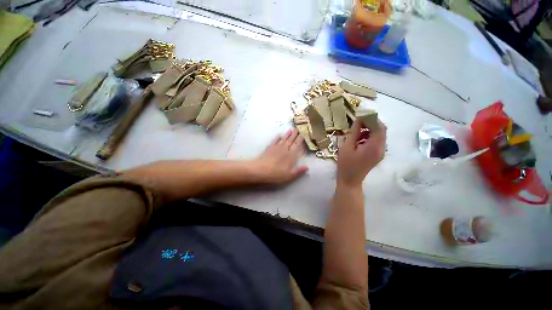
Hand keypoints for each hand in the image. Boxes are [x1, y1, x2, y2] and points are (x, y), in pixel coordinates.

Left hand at [253, 129, 308, 184]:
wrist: (260, 170)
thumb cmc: (276, 174)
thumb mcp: (289, 176)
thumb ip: (298, 171)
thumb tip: (307, 167)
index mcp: (290, 156)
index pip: (297, 146)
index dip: (300, 140)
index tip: (303, 134)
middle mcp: (284, 150)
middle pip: (290, 141)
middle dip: (294, 135)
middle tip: (297, 129)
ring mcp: (276, 148)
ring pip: (283, 139)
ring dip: (287, 134)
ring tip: (291, 130)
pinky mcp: (269, 149)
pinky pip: (274, 141)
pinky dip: (277, 138)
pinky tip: (279, 135)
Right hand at [337, 119, 386, 187]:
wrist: (350, 180)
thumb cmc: (346, 164)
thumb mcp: (347, 146)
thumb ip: (354, 132)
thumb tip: (358, 119)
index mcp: (374, 146)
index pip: (379, 127)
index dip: (371, 119)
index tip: (360, 115)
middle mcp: (382, 148)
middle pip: (381, 130)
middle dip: (371, 124)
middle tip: (358, 123)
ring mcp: (381, 152)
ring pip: (379, 135)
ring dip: (370, 130)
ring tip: (356, 132)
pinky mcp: (378, 154)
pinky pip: (377, 141)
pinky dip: (369, 136)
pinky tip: (359, 139)